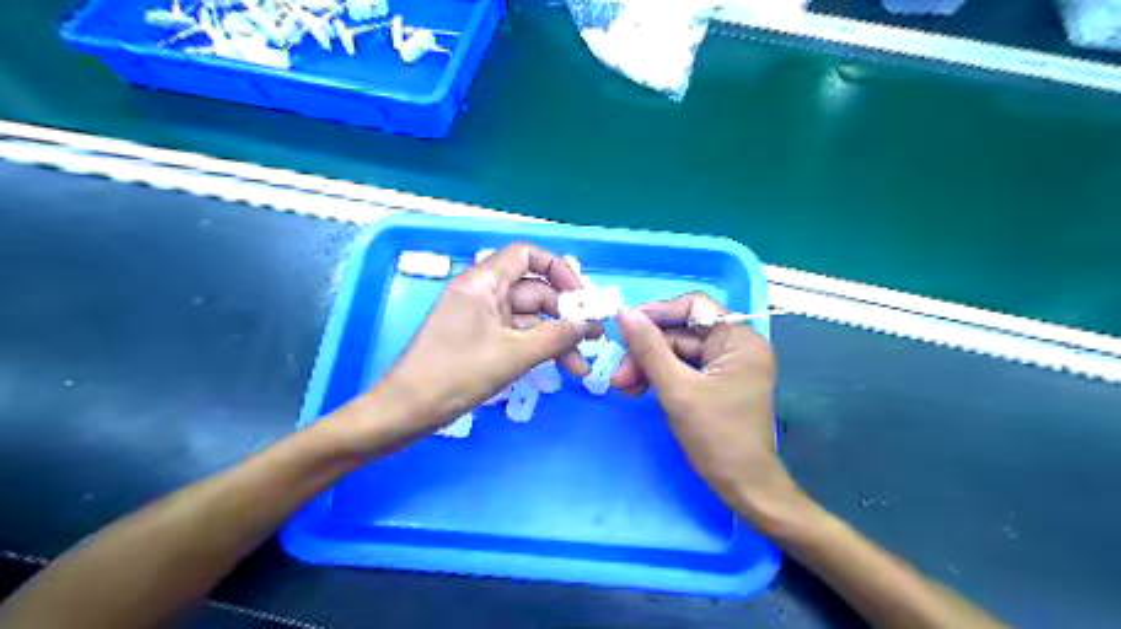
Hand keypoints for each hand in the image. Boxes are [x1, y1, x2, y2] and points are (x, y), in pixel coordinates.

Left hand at [375, 246, 590, 436]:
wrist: (408, 410)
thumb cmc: (456, 374)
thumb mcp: (513, 355)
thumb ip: (556, 336)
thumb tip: (588, 324)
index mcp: (483, 283)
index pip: (526, 256)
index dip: (558, 269)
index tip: (581, 296)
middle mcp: (483, 294)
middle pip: (534, 290)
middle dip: (565, 313)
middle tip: (594, 336)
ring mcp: (482, 319)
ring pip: (529, 318)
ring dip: (556, 337)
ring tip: (583, 363)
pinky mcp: (482, 341)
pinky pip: (518, 336)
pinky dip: (539, 349)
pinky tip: (562, 367)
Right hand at [613, 294, 796, 520]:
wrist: (744, 488)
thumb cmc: (716, 438)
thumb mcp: (677, 389)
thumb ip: (649, 348)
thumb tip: (625, 313)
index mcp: (739, 340)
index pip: (695, 307)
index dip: (659, 313)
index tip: (627, 325)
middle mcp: (737, 346)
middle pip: (682, 333)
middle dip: (647, 351)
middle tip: (618, 374)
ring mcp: (728, 366)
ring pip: (679, 353)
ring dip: (649, 367)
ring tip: (623, 387)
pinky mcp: (718, 383)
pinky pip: (684, 369)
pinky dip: (661, 378)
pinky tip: (639, 390)